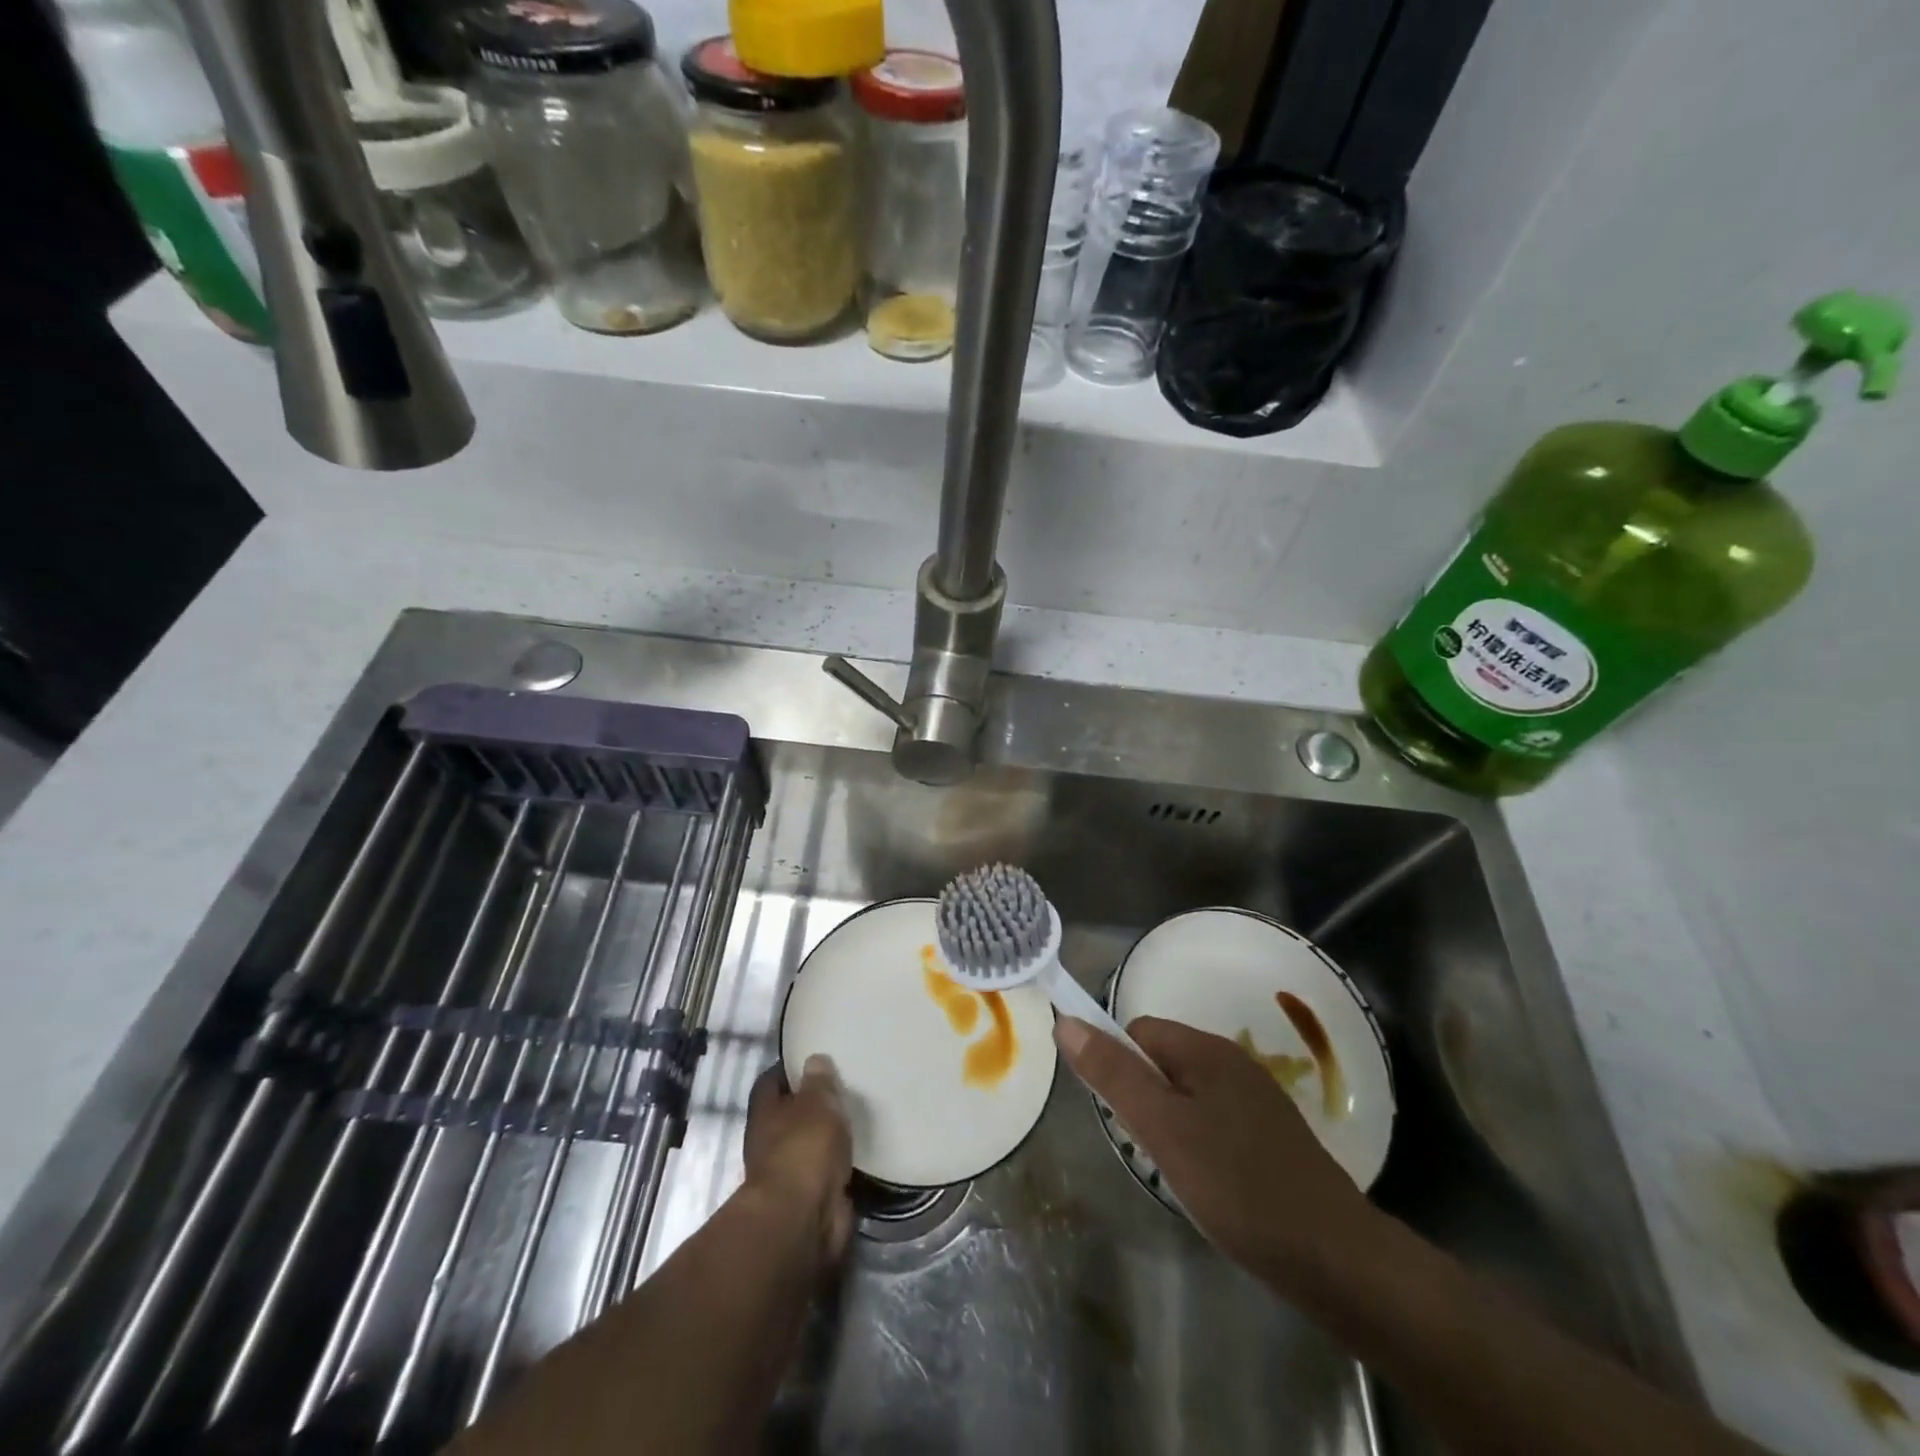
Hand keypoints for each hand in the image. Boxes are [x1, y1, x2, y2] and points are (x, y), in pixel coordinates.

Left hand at [743, 1056, 853, 1265]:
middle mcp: (770, 1142)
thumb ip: (819, 1082)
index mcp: (765, 1113)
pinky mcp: (811, 1198)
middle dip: (811, 1104)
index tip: (811, 1058)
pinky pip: (826, 1171)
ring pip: (809, 1144)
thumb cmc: (804, 1149)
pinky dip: (839, 1163)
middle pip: (790, 1114)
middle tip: (842, 1085)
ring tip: (856, 1114)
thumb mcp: (817, 1103)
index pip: (771, 1081)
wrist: (803, 1219)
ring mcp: (789, 1172)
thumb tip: (814, 1060)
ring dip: (826, 1136)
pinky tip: (860, 1149)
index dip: (789, 1070)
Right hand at [1055, 1015, 1376, 1285]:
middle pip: (1162, 1062)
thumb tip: (1066, 1021)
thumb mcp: (1162, 1128)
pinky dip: (1199, 1145)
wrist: (1335, 1258)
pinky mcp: (1271, 1136)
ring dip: (1170, 1126)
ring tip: (1178, 1173)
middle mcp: (1232, 1062)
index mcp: (1206, 1050)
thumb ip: (1113, 1074)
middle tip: (1151, 1151)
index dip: (1119, 1067)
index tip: (1123, 1118)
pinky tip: (1210, 1185)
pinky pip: (1214, 1121)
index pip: (1138, 1031)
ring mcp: (1256, 1099)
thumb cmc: (1237, 1185)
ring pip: (1187, 1095)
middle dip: (1144, 1101)